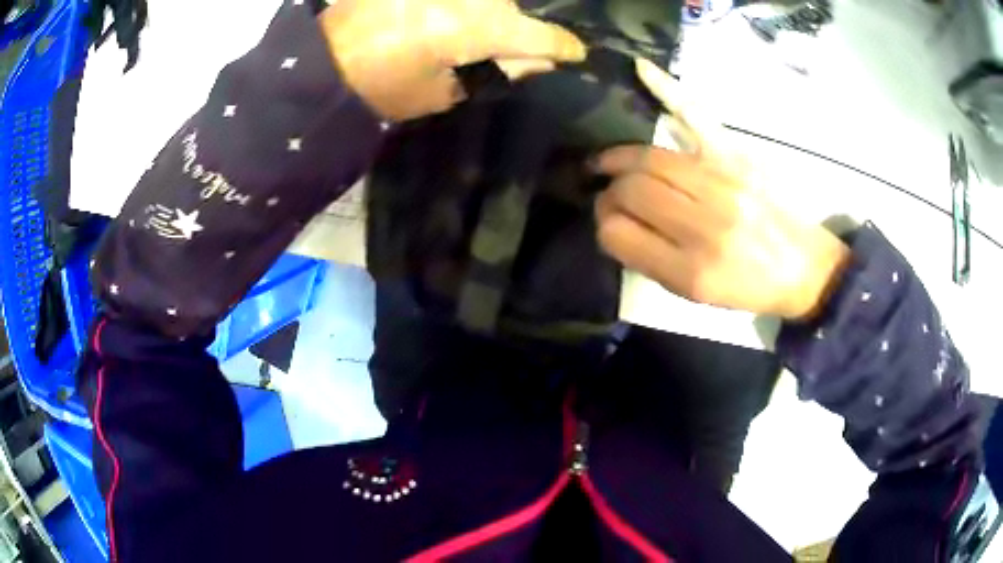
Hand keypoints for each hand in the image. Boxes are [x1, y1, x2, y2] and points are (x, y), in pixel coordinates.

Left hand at [319, 0, 585, 120]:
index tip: (575, 55)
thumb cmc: (379, 89)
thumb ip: (495, 74)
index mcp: (476, 28)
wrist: (318, 64)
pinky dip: (466, 10)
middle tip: (510, 53)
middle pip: (512, 11)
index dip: (563, 47)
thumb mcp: (441, 93)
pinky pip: (464, 0)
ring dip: (489, 16)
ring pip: (489, 0)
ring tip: (466, 38)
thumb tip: (533, 62)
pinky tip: (448, 24)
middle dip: (517, 32)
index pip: (540, 35)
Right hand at [594, 59, 849, 319]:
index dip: (603, 222)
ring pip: (650, 156)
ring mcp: (723, 183)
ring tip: (607, 162)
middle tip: (609, 194)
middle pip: (632, 189)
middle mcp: (705, 223)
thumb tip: (613, 221)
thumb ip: (649, 260)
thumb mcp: (695, 295)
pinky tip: (641, 70)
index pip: (618, 231)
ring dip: (619, 157)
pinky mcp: (737, 157)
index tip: (607, 221)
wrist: (802, 268)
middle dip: (609, 190)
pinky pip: (696, 115)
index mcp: (691, 270)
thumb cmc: (747, 287)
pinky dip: (667, 89)